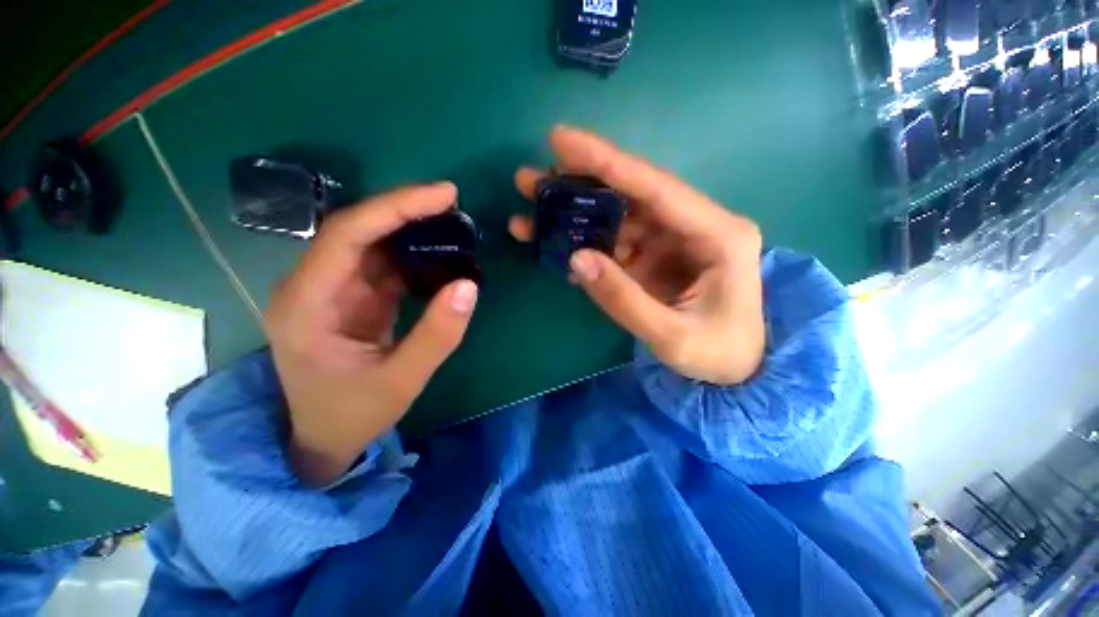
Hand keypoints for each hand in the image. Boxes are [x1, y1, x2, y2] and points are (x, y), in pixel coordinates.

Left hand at [266, 183, 477, 485]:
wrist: (323, 437)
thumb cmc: (353, 414)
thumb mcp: (401, 381)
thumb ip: (437, 335)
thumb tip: (469, 286)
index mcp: (306, 304)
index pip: (346, 234)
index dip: (394, 207)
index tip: (443, 196)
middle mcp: (311, 286)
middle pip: (355, 229)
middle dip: (403, 209)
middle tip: (451, 201)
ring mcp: (331, 290)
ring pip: (369, 242)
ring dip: (408, 227)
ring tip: (450, 221)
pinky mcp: (351, 297)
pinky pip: (381, 263)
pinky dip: (411, 252)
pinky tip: (438, 250)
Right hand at [510, 127, 764, 384]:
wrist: (738, 370)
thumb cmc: (717, 355)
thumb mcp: (671, 336)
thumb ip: (623, 299)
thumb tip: (575, 258)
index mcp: (717, 235)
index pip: (655, 188)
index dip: (606, 162)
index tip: (559, 140)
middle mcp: (695, 225)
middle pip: (630, 195)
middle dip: (578, 184)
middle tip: (530, 180)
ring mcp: (674, 240)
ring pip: (618, 216)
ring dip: (575, 213)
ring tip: (532, 211)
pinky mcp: (657, 256)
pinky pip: (616, 241)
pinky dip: (586, 242)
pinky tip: (557, 244)